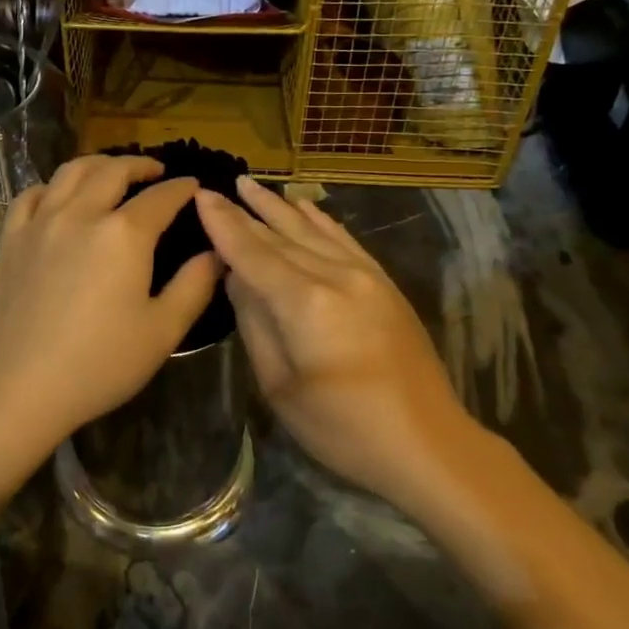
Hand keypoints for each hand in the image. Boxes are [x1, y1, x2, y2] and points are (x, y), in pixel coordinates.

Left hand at [0, 155, 221, 459]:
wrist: (20, 388)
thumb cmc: (100, 364)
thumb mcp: (163, 331)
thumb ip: (195, 286)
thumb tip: (216, 253)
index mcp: (125, 233)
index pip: (161, 197)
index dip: (182, 188)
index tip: (194, 186)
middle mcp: (82, 213)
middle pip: (114, 171)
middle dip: (140, 164)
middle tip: (156, 171)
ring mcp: (41, 222)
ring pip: (71, 172)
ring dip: (99, 164)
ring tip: (112, 172)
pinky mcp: (12, 239)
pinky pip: (32, 194)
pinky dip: (53, 186)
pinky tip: (60, 197)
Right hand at [196, 177, 477, 509]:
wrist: (428, 443)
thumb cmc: (344, 429)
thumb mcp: (281, 386)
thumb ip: (255, 324)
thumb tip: (237, 278)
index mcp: (305, 303)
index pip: (252, 253)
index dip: (223, 224)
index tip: (200, 196)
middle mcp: (335, 276)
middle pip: (280, 237)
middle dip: (245, 212)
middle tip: (217, 187)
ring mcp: (365, 276)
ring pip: (312, 231)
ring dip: (279, 207)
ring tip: (252, 185)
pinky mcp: (384, 284)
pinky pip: (345, 240)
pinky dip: (321, 221)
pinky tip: (305, 207)